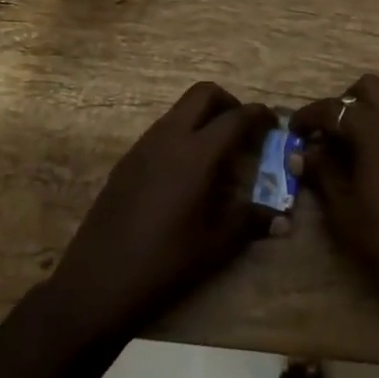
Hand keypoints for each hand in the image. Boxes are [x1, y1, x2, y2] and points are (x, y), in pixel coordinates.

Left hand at [46, 82, 277, 338]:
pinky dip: (183, 135)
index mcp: (196, 154)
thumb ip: (250, 222)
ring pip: (179, 110)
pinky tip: (187, 173)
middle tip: (244, 130)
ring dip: (204, 118)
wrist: (96, 283)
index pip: (235, 117)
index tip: (274, 125)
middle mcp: (169, 138)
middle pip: (203, 94)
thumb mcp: (215, 246)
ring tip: (219, 153)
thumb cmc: (163, 264)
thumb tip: (282, 219)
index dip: (259, 115)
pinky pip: (162, 131)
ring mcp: (142, 147)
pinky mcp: (126, 161)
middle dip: (229, 103)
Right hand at [289, 74, 378, 303]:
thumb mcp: (343, 208)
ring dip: (372, 108)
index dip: (309, 116)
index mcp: (374, 128)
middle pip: (368, 87)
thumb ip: (321, 172)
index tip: (294, 130)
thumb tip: (302, 152)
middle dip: (345, 102)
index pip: (333, 108)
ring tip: (358, 139)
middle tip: (331, 132)